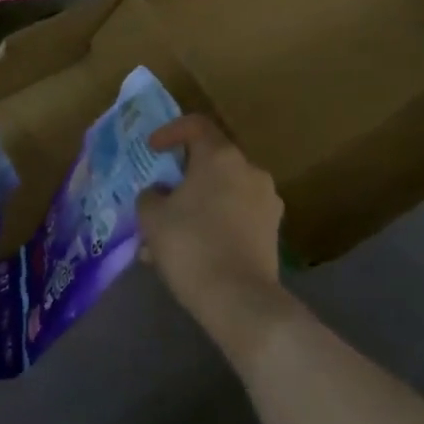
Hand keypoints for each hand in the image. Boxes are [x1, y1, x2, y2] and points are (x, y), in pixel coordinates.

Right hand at [137, 115, 283, 322]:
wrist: (238, 298)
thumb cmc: (190, 244)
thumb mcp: (152, 217)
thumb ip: (150, 196)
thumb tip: (160, 193)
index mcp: (221, 157)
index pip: (196, 125)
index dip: (171, 132)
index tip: (153, 149)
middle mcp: (250, 171)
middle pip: (211, 163)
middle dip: (181, 180)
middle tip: (158, 199)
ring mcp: (267, 201)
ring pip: (222, 194)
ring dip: (195, 207)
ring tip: (167, 238)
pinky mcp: (272, 231)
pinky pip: (236, 217)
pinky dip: (213, 225)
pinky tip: (191, 254)